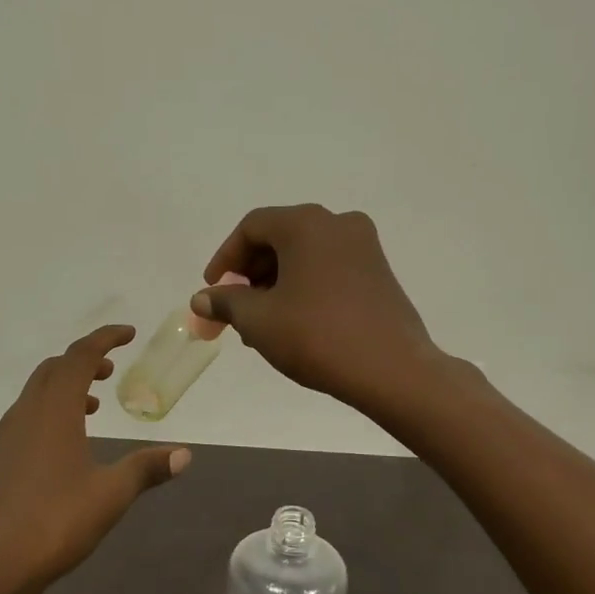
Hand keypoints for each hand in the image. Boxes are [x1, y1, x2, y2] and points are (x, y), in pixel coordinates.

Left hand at [0, 325, 189, 593]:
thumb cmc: (55, 522)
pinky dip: (52, 408)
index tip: (129, 334)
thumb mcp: (111, 494)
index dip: (105, 339)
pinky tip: (68, 440)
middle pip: (55, 368)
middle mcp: (28, 412)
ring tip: (95, 403)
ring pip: (39, 390)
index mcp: (55, 410)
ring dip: (67, 384)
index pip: (80, 356)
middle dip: (84, 360)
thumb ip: (146, 468)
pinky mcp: (1, 457)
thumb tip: (185, 455)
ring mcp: (9, 435)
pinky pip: (29, 413)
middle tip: (112, 369)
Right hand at [191, 205, 439, 411]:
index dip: (225, 258)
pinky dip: (304, 287)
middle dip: (250, 274)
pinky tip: (294, 322)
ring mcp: (365, 247)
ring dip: (276, 283)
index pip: (252, 227)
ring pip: (305, 255)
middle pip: (279, 238)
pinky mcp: (379, 272)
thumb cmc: (316, 336)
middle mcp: (338, 224)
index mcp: (306, 224)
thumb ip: (226, 303)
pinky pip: (329, 268)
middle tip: (234, 310)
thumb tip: (202, 299)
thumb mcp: (259, 320)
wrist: (392, 370)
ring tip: (261, 324)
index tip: (212, 290)